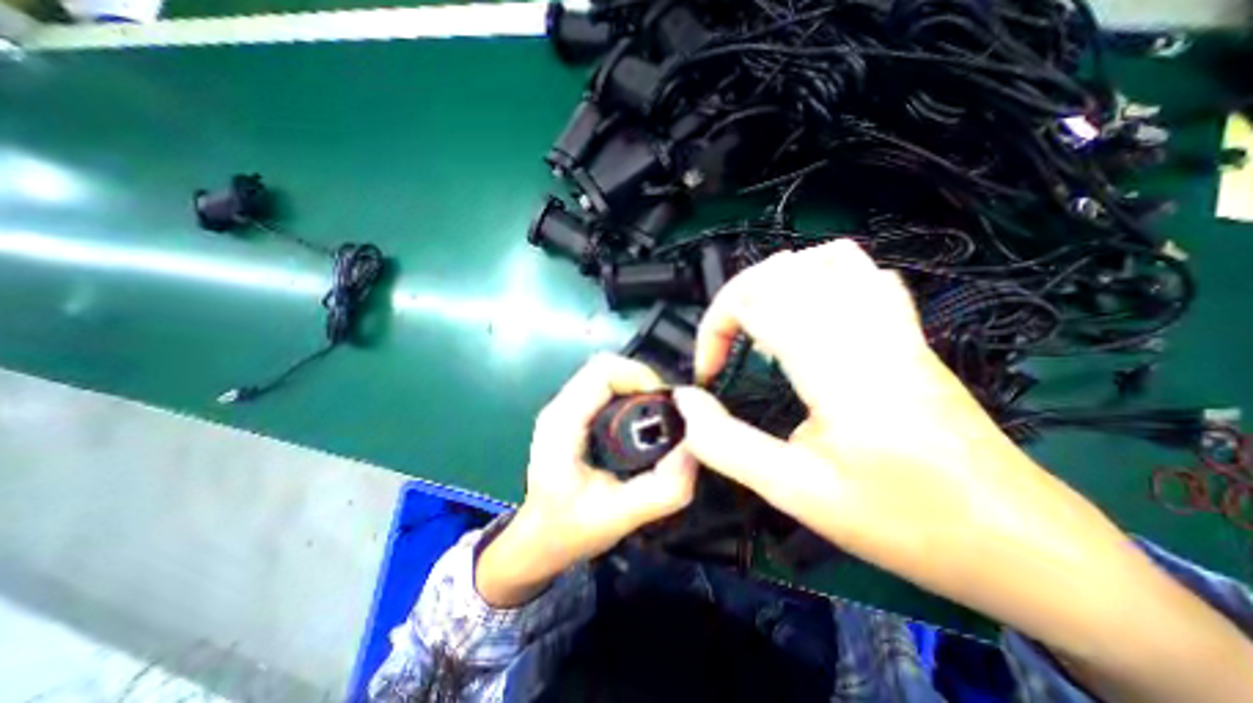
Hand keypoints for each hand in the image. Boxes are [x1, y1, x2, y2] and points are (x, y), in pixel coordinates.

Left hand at [479, 353, 699, 606]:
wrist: (540, 537)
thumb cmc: (571, 529)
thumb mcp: (621, 516)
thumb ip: (662, 489)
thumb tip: (693, 450)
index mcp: (563, 423)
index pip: (602, 371)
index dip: (640, 377)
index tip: (665, 406)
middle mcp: (560, 406)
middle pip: (606, 366)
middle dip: (643, 382)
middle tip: (666, 414)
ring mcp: (564, 406)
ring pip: (607, 374)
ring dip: (637, 387)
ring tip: (657, 418)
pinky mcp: (573, 412)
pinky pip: (605, 387)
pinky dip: (629, 394)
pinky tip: (640, 423)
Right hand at [671, 245, 1207, 666]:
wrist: (1019, 542)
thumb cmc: (903, 522)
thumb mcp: (797, 494)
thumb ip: (727, 445)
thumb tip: (685, 404)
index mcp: (838, 367)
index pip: (755, 299)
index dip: (714, 327)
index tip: (709, 376)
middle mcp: (867, 330)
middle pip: (784, 268)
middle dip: (736, 299)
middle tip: (728, 348)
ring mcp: (895, 325)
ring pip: (825, 259)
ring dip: (776, 283)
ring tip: (761, 326)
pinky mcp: (909, 333)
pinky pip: (863, 273)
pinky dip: (820, 279)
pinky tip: (809, 316)